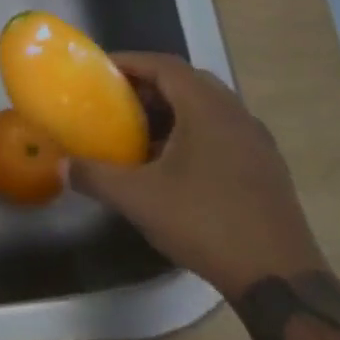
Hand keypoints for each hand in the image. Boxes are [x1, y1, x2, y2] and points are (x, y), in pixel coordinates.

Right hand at [64, 52, 327, 297]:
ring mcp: (256, 142)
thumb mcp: (138, 198)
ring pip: (208, 108)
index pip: (166, 66)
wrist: (278, 277)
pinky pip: (222, 131)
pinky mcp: (265, 168)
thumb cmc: (205, 223)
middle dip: (149, 84)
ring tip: (137, 130)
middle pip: (188, 82)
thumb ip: (94, 176)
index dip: (130, 61)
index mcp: (208, 111)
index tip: (98, 67)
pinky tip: (170, 163)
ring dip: (171, 110)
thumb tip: (61, 165)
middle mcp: (237, 116)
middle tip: (114, 98)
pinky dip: (192, 132)